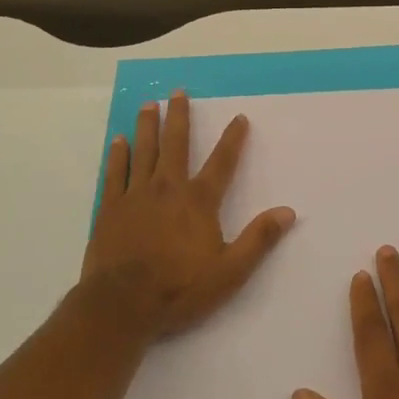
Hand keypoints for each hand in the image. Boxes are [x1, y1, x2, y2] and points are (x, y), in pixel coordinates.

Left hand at [81, 91, 296, 342]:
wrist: (121, 306)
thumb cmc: (179, 289)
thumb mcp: (230, 272)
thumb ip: (258, 239)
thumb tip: (288, 212)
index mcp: (199, 201)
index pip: (222, 162)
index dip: (233, 139)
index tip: (239, 118)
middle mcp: (168, 188)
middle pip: (176, 144)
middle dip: (179, 117)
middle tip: (178, 92)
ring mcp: (136, 195)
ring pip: (143, 150)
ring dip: (148, 125)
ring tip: (149, 104)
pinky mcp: (110, 208)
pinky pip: (115, 172)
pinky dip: (118, 154)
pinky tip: (119, 140)